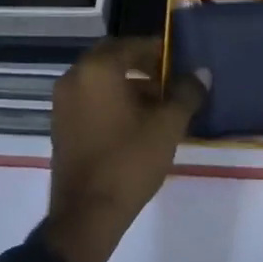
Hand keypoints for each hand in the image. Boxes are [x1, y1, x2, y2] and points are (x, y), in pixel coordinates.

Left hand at [40, 37, 205, 261]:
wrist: (87, 215)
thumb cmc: (129, 161)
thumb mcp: (167, 125)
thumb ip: (186, 93)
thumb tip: (202, 73)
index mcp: (98, 69)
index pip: (132, 45)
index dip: (158, 50)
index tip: (179, 62)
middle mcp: (74, 77)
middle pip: (113, 58)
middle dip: (141, 64)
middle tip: (169, 78)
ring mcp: (63, 102)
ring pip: (100, 79)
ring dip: (127, 83)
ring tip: (158, 103)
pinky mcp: (60, 125)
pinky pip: (90, 98)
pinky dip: (111, 100)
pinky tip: (136, 121)